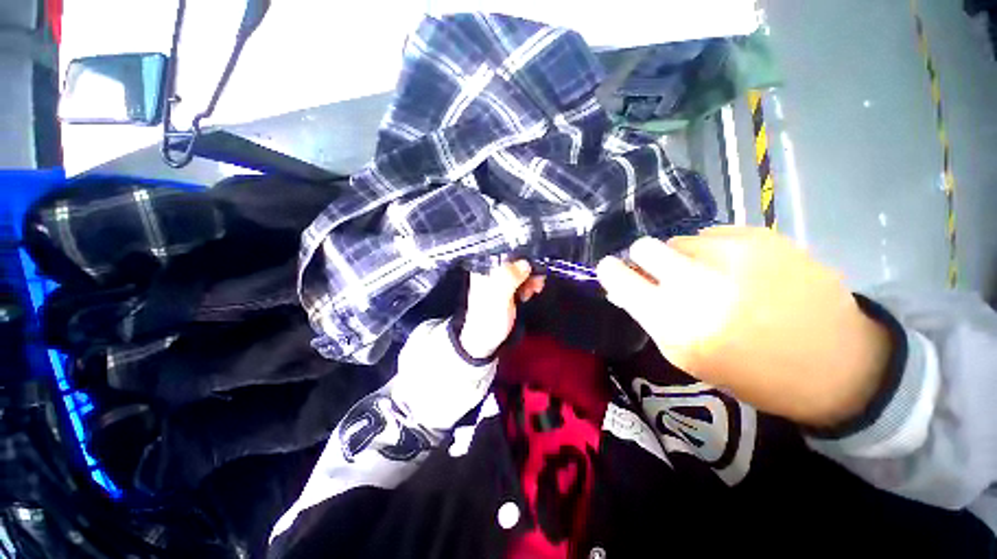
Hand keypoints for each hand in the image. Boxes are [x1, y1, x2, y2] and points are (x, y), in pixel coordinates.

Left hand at [460, 261, 544, 359]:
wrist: (485, 340)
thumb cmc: (488, 318)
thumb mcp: (499, 297)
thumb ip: (510, 278)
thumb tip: (525, 263)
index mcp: (485, 269)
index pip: (505, 252)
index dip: (522, 256)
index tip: (533, 266)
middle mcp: (492, 271)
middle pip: (515, 260)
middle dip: (529, 269)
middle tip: (537, 282)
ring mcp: (500, 280)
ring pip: (521, 271)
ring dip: (531, 278)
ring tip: (535, 289)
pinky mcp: (507, 289)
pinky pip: (522, 280)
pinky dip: (529, 284)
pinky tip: (531, 292)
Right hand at [596, 226, 891, 427]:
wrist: (836, 363)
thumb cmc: (750, 372)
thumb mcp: (686, 356)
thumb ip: (649, 316)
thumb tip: (624, 287)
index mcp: (673, 322)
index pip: (618, 276)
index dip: (611, 270)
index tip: (614, 270)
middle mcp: (696, 284)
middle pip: (644, 246)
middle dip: (645, 258)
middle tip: (664, 273)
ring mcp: (732, 255)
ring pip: (679, 240)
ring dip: (684, 257)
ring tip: (711, 277)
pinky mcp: (761, 237)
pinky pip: (712, 235)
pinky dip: (714, 251)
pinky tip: (738, 270)